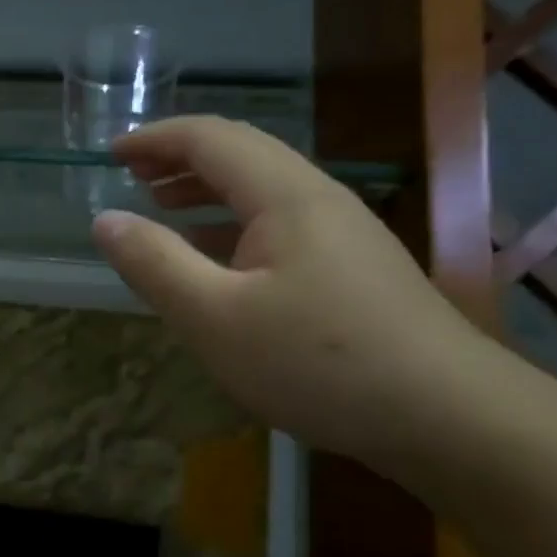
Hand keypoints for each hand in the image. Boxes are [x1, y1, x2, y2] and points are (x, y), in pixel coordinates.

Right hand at [91, 117, 496, 465]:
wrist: (450, 418)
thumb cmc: (319, 362)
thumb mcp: (214, 318)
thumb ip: (155, 263)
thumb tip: (105, 220)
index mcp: (284, 196)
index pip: (209, 138)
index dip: (154, 139)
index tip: (109, 155)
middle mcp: (317, 199)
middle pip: (241, 154)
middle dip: (179, 158)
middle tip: (131, 176)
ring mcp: (343, 233)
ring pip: (262, 189)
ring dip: (206, 189)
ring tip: (162, 207)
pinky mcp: (354, 268)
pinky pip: (280, 224)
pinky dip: (233, 223)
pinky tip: (217, 259)